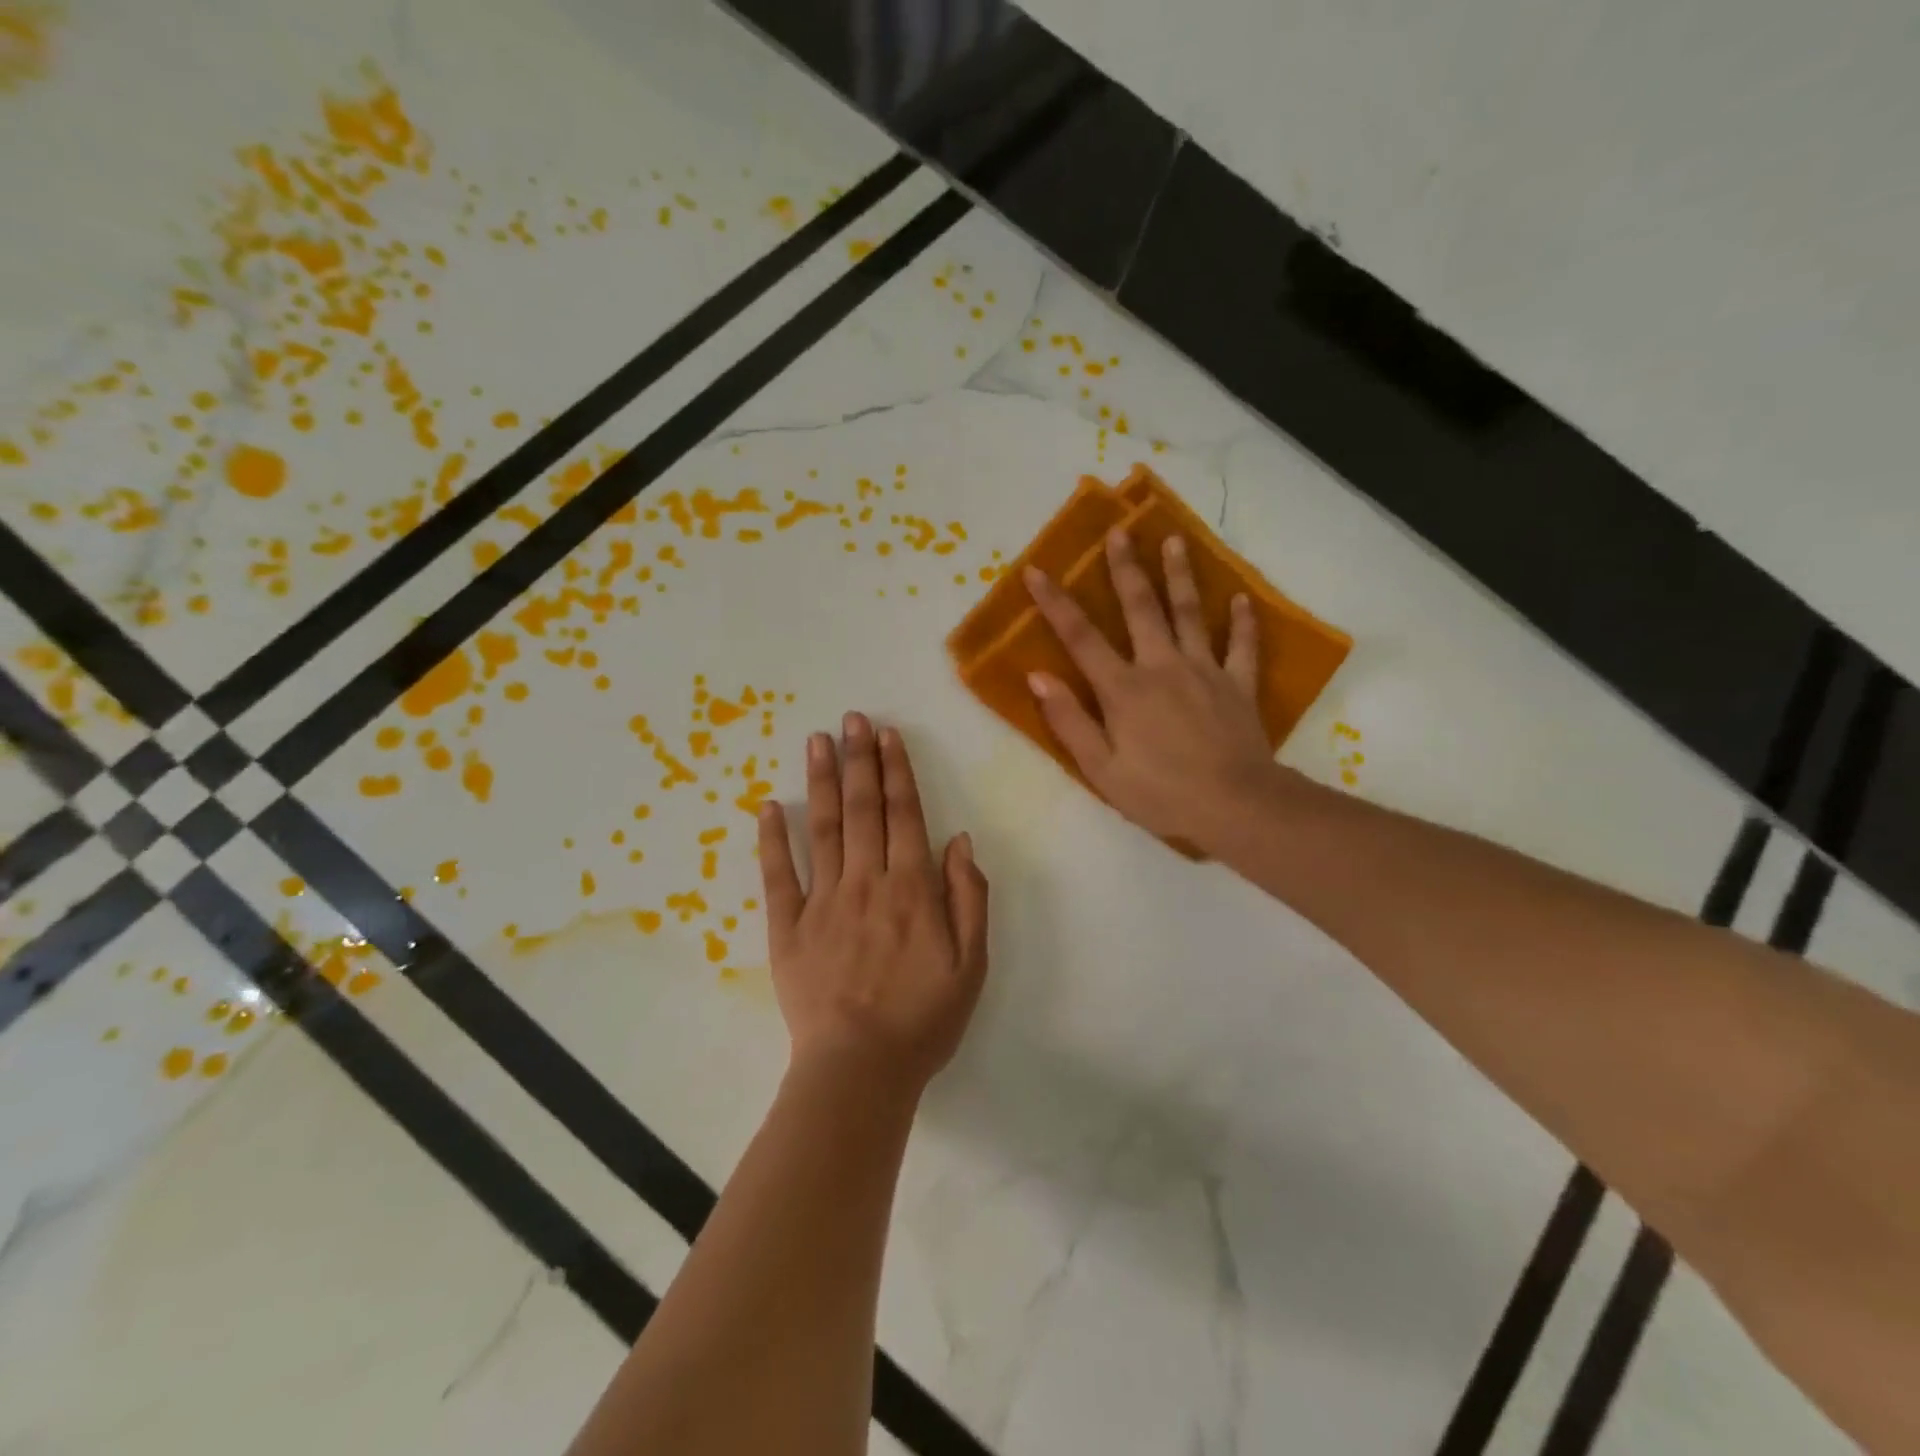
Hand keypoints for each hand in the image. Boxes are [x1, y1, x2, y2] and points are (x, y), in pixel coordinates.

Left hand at [757, 712, 989, 1095]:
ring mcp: (822, 901)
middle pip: (862, 809)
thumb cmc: (924, 1018)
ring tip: (817, 740)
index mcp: (911, 888)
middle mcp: (866, 881)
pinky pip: (778, 875)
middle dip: (859, 759)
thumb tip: (959, 839)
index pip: (904, 814)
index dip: (896, 771)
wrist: (860, 1069)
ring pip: (822, 828)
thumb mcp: (972, 963)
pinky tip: (768, 805)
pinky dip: (772, 839)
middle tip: (853, 718)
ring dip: (821, 781)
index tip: (888, 735)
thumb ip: (968, 896)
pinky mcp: (788, 927)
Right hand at [1024, 529, 1284, 846]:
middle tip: (1119, 530)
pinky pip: (1242, 646)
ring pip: (1190, 613)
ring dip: (1180, 575)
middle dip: (1126, 568)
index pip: (1081, 638)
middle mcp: (1162, 667)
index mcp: (1124, 689)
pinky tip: (1241, 598)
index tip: (1036, 570)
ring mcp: (1205, 671)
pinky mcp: (1238, 685)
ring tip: (1174, 540)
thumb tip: (1037, 676)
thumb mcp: (1101, 769)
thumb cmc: (1161, 793)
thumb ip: (1069, 721)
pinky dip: (1243, 621)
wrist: (1236, 806)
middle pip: (1141, 608)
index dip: (1056, 603)